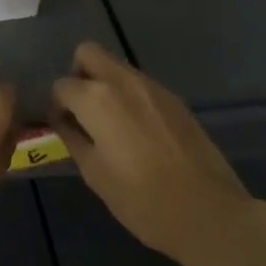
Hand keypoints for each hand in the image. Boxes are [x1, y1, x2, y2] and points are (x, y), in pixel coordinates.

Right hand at [52, 41, 265, 265]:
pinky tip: (138, 132)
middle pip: (88, 53)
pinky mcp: (174, 98)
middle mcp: (122, 81)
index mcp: (96, 99)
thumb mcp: (95, 174)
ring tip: (111, 126)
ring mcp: (152, 86)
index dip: (57, 106)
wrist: (208, 212)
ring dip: (105, 84)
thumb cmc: (142, 200)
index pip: (62, 85)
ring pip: (116, 66)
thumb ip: (73, 138)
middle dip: (78, 75)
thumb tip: (63, 121)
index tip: (64, 128)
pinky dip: (129, 96)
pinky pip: (140, 84)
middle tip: (83, 111)